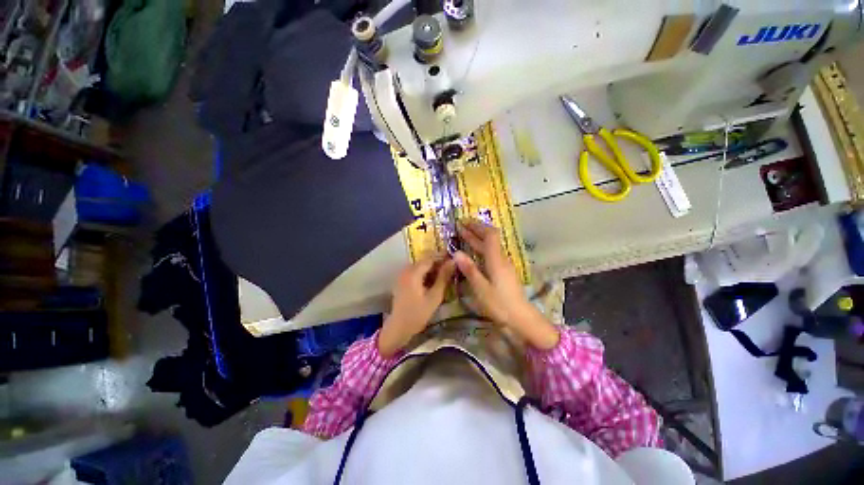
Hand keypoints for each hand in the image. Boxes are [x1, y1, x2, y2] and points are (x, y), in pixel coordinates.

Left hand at [378, 256, 455, 356]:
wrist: (399, 327)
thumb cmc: (418, 314)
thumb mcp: (435, 296)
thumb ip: (444, 277)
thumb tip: (453, 262)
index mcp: (413, 272)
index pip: (430, 257)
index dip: (443, 256)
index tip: (455, 259)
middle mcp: (406, 270)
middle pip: (424, 260)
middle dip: (438, 262)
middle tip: (451, 269)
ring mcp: (402, 274)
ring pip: (420, 265)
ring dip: (432, 268)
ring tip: (445, 276)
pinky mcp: (402, 280)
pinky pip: (415, 271)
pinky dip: (425, 273)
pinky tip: (433, 282)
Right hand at [454, 219, 558, 349]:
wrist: (521, 318)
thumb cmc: (500, 304)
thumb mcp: (481, 288)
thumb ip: (470, 270)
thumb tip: (456, 252)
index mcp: (496, 260)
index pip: (490, 235)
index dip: (477, 226)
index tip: (463, 222)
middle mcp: (501, 258)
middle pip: (489, 238)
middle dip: (475, 230)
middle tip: (460, 225)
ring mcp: (503, 264)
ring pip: (490, 246)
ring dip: (477, 238)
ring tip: (464, 234)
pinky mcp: (503, 271)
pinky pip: (491, 253)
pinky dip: (480, 248)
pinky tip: (474, 251)